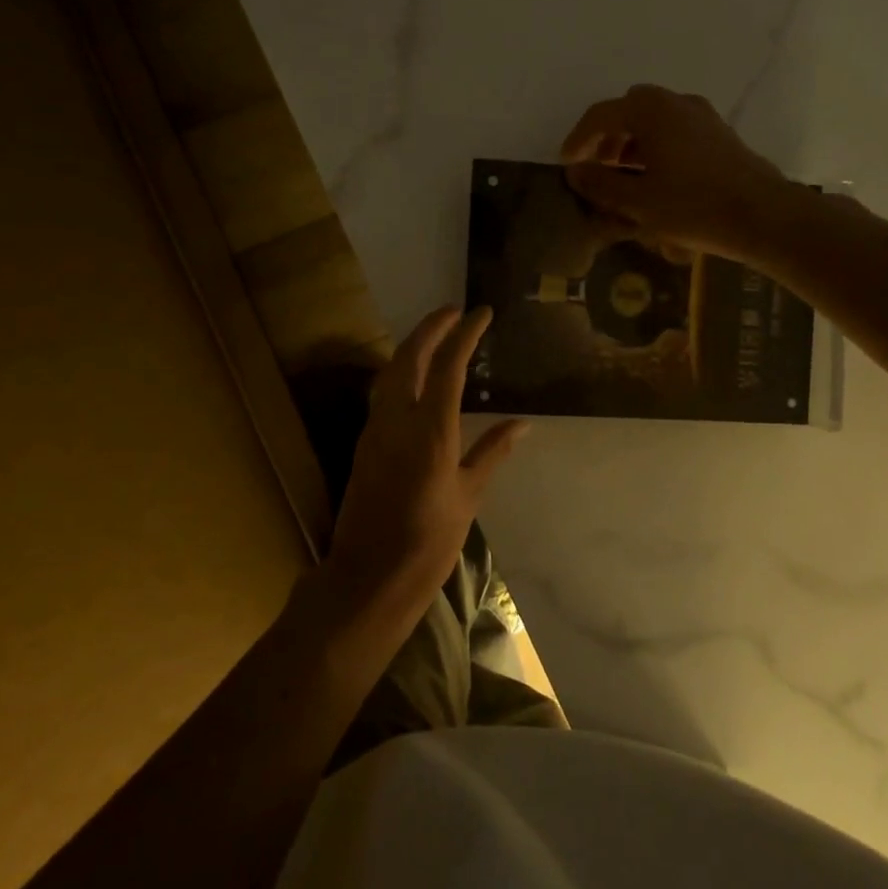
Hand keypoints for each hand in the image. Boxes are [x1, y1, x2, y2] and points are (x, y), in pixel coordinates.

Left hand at [321, 307, 528, 631]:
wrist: (370, 576)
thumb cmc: (429, 541)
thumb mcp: (469, 495)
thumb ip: (492, 451)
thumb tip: (523, 423)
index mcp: (431, 431)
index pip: (448, 366)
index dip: (465, 334)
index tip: (481, 313)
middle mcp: (397, 420)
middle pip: (409, 357)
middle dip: (431, 327)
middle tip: (454, 311)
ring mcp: (375, 430)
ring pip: (390, 372)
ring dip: (412, 346)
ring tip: (436, 335)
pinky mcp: (364, 443)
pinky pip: (383, 393)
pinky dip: (401, 372)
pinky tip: (416, 378)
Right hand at [559, 84, 793, 260]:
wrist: (763, 216)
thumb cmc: (693, 207)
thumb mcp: (638, 201)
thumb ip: (601, 184)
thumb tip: (574, 172)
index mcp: (651, 111)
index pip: (601, 115)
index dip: (578, 139)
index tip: (566, 163)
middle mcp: (677, 103)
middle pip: (630, 110)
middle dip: (608, 136)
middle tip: (598, 167)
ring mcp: (703, 117)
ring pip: (656, 120)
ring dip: (633, 142)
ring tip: (625, 177)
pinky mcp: (720, 135)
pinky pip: (677, 131)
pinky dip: (658, 147)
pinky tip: (658, 179)